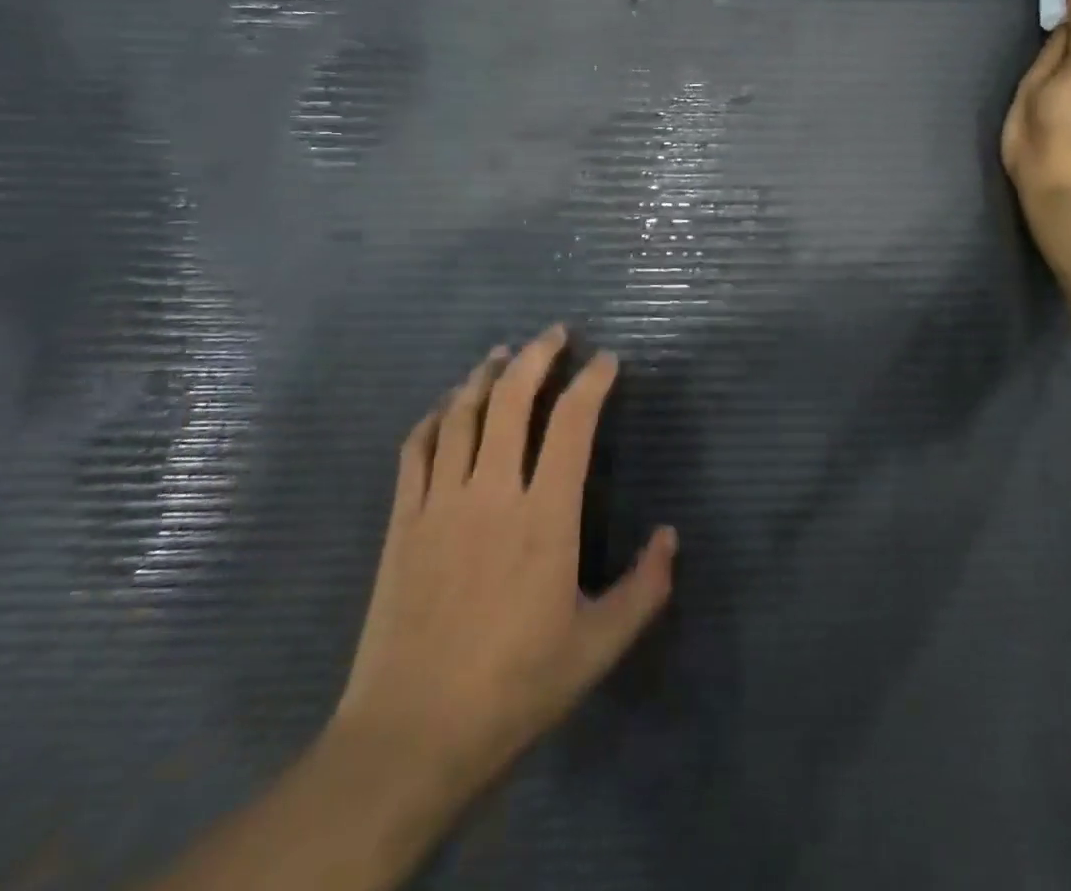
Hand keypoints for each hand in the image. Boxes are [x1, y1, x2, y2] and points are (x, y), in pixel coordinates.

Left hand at [329, 325, 676, 815]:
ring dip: (485, 375)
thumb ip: (644, 589)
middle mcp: (491, 494)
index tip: (607, 361)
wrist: (410, 737)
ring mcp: (439, 504)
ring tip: (503, 353)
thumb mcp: (598, 647)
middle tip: (556, 332)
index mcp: (544, 518)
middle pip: (512, 400)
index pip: (572, 424)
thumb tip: (669, 536)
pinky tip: (446, 406)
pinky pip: (415, 450)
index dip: (592, 382)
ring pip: (461, 414)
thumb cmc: (514, 688)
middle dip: (537, 355)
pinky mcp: (401, 523)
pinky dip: (433, 417)